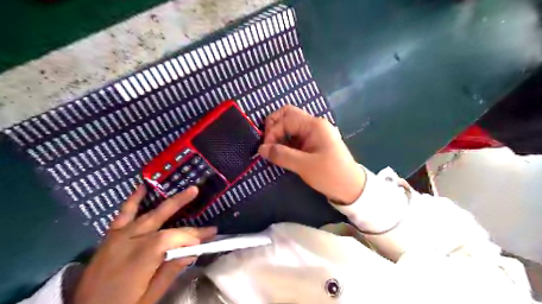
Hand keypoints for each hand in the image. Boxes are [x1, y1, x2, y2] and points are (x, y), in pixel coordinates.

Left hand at [74, 185, 216, 303]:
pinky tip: (142, 187)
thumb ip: (171, 270)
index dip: (193, 235)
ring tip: (183, 189)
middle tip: (197, 191)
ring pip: (147, 213)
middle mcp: (130, 240)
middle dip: (182, 202)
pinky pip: (123, 214)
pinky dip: (133, 200)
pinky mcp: (111, 237)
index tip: (210, 235)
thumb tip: (193, 251)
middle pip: (162, 217)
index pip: (173, 237)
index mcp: (142, 257)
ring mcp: (118, 236)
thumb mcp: (150, 297)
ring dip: (167, 200)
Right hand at [257, 106, 363, 205]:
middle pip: (288, 116)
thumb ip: (281, 155)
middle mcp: (314, 125)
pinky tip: (281, 153)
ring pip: (291, 126)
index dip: (272, 131)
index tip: (266, 149)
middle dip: (274, 127)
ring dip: (279, 136)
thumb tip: (261, 149)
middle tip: (267, 144)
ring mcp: (314, 133)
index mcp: (314, 125)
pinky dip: (285, 143)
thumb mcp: (304, 166)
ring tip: (272, 151)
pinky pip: (295, 137)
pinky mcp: (314, 143)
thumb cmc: (330, 175)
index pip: (286, 118)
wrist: (351, 188)